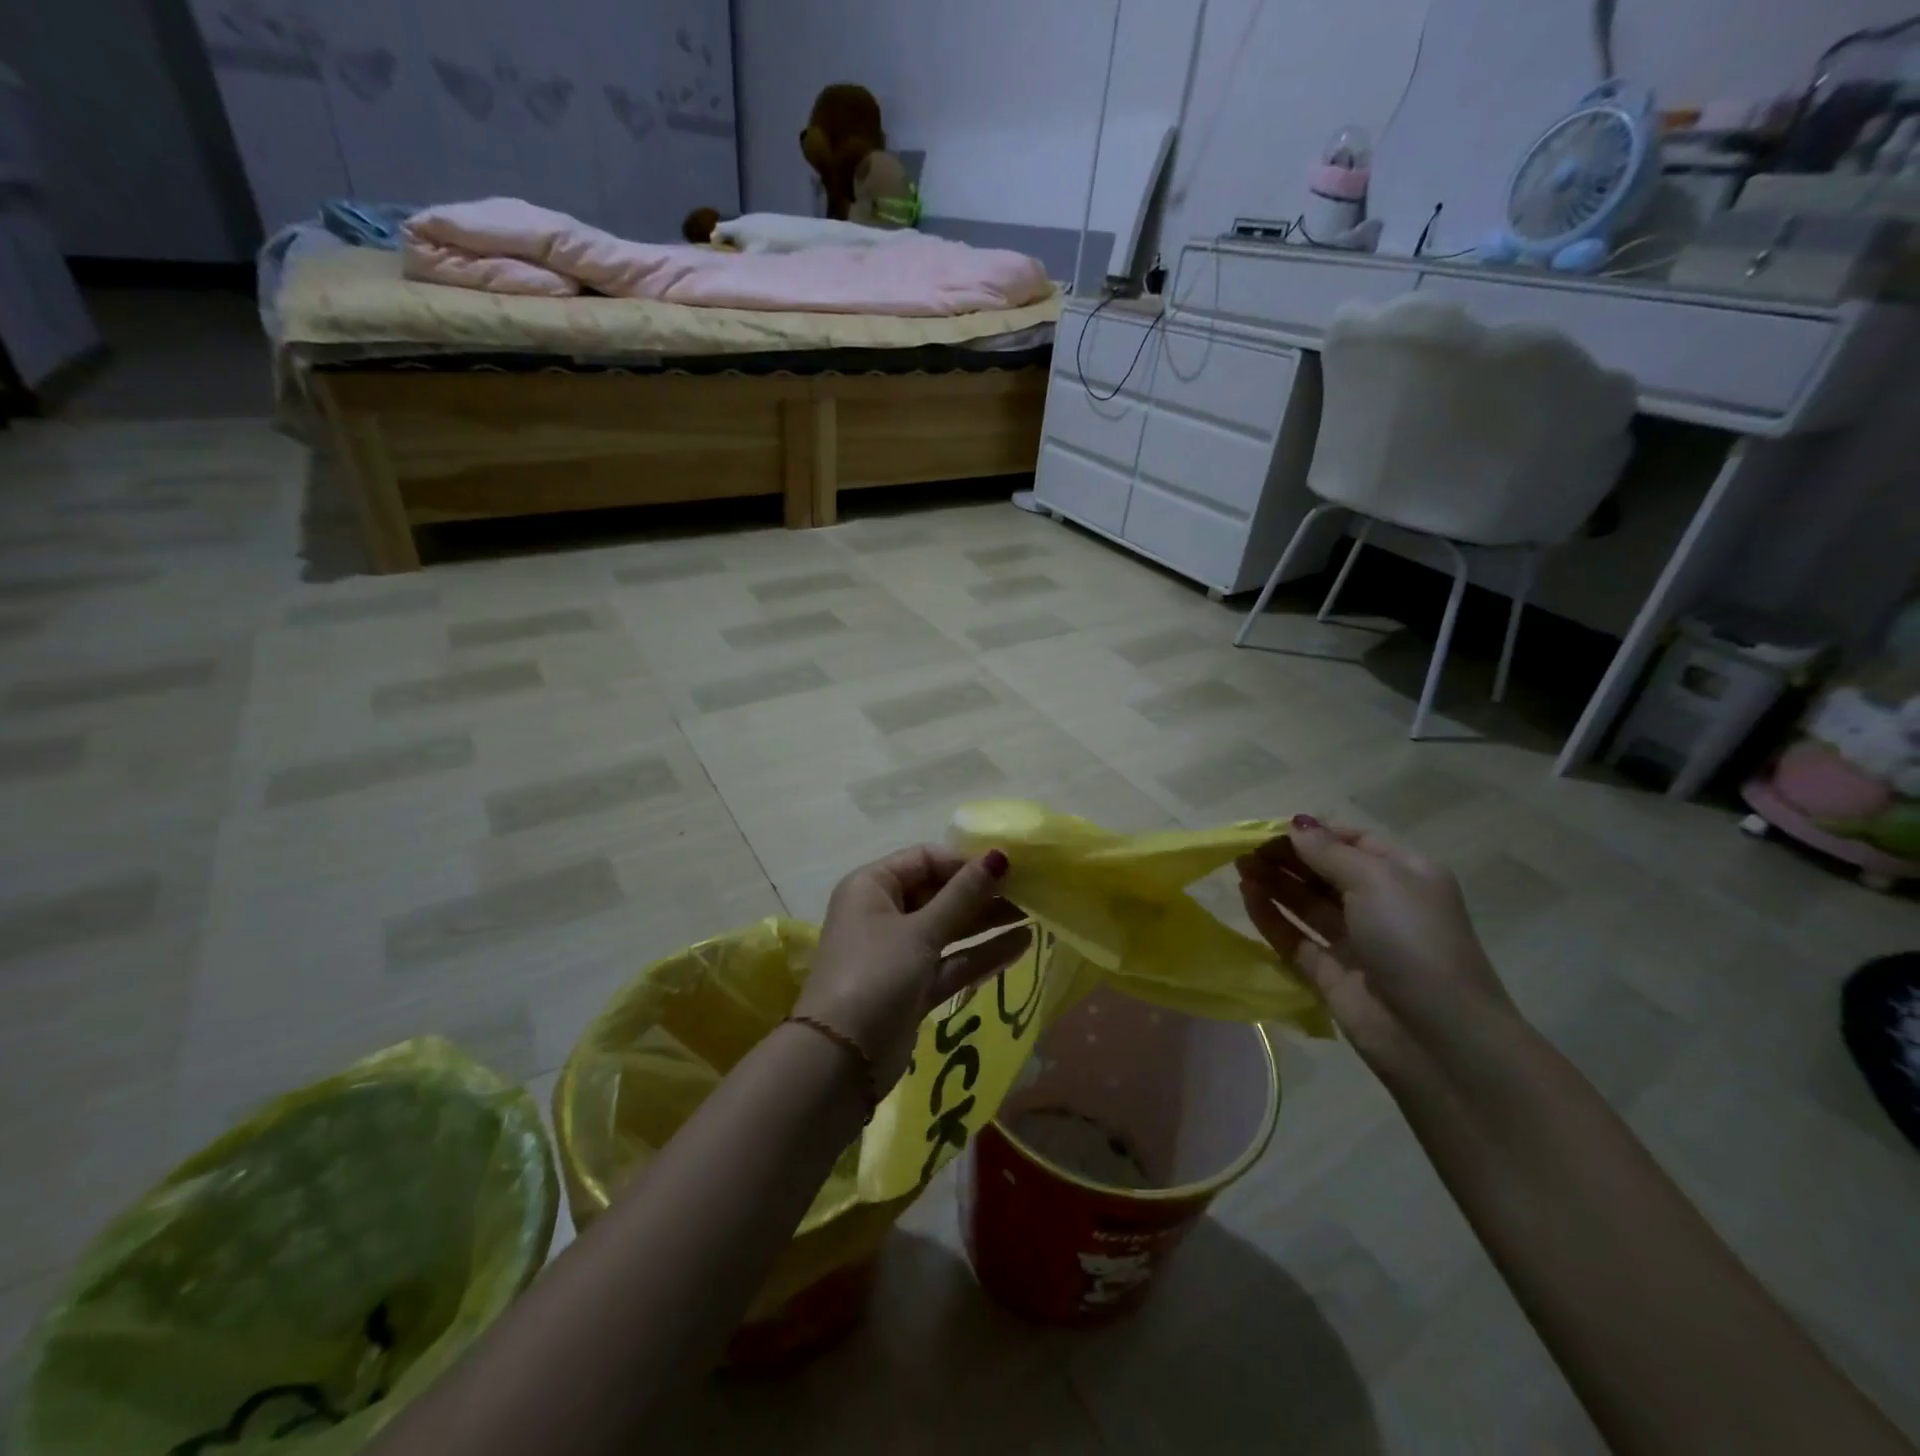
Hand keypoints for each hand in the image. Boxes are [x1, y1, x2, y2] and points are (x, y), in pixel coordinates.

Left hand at [799, 846, 1031, 1092]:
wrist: (841, 1061)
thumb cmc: (876, 975)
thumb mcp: (921, 931)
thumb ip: (964, 895)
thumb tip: (1000, 854)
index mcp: (872, 886)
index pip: (925, 859)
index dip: (965, 861)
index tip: (1008, 868)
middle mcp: (883, 912)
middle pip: (938, 893)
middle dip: (981, 893)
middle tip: (1029, 892)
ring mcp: (898, 952)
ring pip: (948, 928)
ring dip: (986, 923)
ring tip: (1034, 916)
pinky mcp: (912, 986)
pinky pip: (950, 961)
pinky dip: (980, 954)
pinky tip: (1020, 945)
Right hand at [1237, 816, 1515, 1085]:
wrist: (1437, 1037)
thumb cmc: (1413, 940)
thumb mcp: (1376, 881)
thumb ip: (1328, 852)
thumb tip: (1294, 824)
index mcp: (1405, 875)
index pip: (1353, 842)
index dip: (1313, 833)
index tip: (1271, 829)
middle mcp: (1381, 905)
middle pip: (1325, 872)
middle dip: (1287, 857)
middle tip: (1245, 847)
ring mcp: (1356, 942)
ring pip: (1307, 904)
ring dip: (1274, 882)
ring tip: (1238, 866)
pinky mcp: (1330, 974)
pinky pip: (1295, 938)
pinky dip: (1270, 917)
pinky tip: (1246, 896)